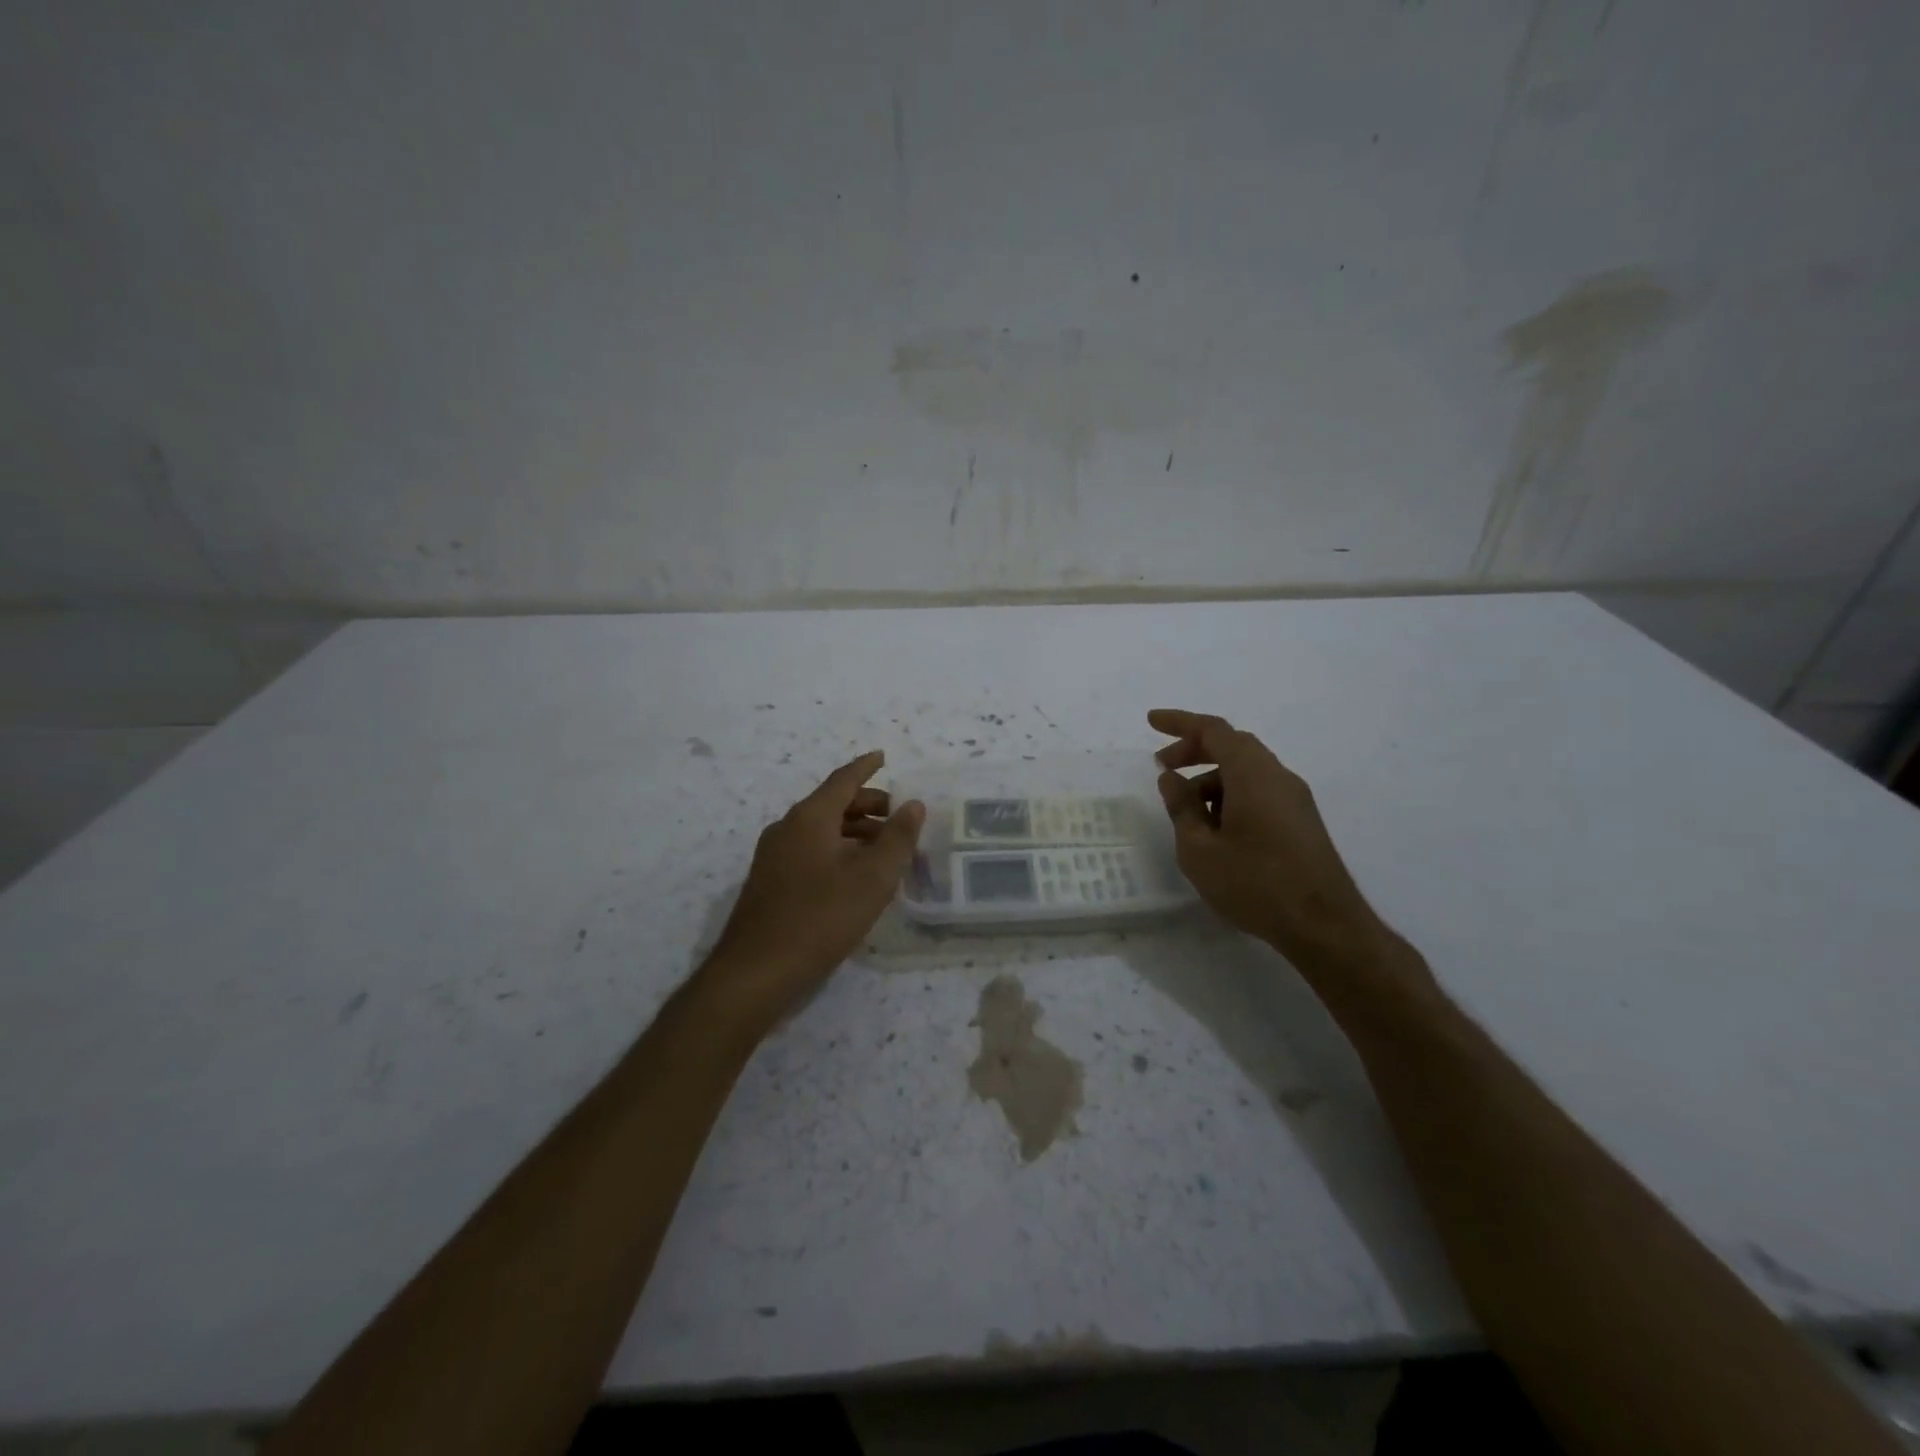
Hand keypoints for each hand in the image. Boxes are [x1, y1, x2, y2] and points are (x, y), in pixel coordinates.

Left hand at [702, 751, 923, 1024]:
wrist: (756, 971)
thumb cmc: (820, 918)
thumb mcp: (872, 878)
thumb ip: (897, 839)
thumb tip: (913, 804)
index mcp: (810, 817)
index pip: (843, 779)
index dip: (866, 767)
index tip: (884, 756)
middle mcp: (787, 828)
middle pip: (832, 804)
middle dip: (867, 804)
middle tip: (898, 816)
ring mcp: (774, 855)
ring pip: (821, 829)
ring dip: (854, 831)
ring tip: (884, 849)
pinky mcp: (770, 881)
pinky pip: (810, 850)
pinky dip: (837, 850)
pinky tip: (855, 875)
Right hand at [1150, 709, 1391, 973]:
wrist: (1324, 926)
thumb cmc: (1254, 883)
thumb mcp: (1199, 848)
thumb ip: (1181, 807)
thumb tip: (1172, 778)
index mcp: (1253, 773)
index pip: (1213, 730)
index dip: (1180, 722)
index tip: (1151, 722)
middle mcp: (1278, 776)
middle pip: (1233, 746)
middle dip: (1194, 750)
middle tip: (1162, 767)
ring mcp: (1295, 799)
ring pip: (1246, 771)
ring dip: (1211, 778)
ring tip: (1184, 810)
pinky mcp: (1301, 822)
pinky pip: (1260, 792)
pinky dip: (1231, 796)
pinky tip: (1215, 830)